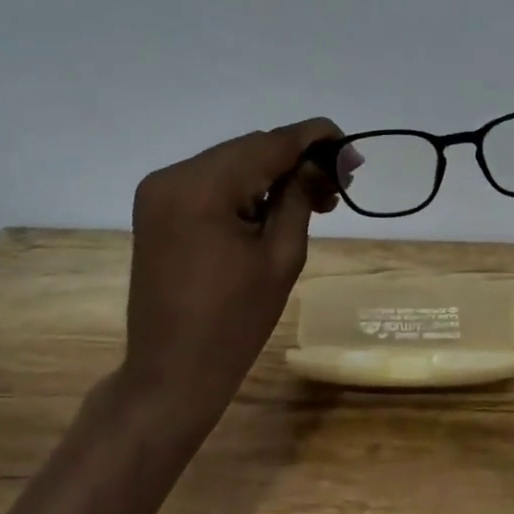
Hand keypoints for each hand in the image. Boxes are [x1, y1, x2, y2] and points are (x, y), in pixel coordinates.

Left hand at [122, 118, 343, 434]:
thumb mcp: (282, 254)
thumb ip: (302, 194)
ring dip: (274, 173)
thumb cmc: (235, 322)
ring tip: (315, 200)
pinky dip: (247, 186)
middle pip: (252, 148)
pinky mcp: (159, 206)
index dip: (318, 140)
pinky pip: (213, 180)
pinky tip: (276, 205)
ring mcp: (160, 190)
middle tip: (338, 186)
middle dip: (298, 159)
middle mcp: (174, 175)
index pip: (271, 143)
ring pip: (234, 161)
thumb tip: (330, 158)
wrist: (172, 373)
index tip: (354, 154)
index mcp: (203, 187)